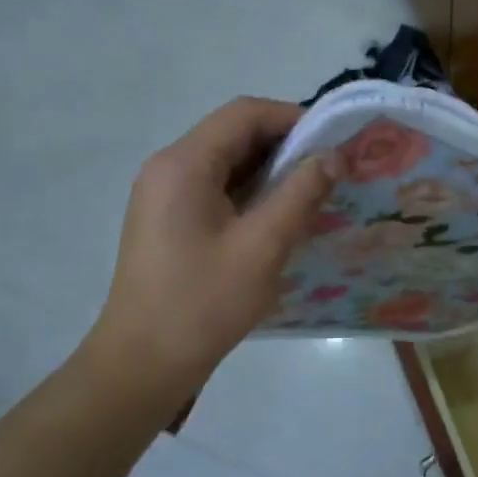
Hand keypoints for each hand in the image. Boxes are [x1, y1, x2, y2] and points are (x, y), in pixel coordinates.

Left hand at [88, 97, 336, 400]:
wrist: (144, 362)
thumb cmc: (204, 303)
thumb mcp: (262, 247)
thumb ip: (300, 194)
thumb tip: (332, 157)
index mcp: (184, 164)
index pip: (244, 114)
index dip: (293, 118)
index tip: (333, 143)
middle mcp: (168, 167)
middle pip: (233, 134)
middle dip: (285, 146)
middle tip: (330, 171)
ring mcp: (163, 194)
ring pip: (226, 163)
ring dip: (269, 171)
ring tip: (312, 194)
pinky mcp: (167, 219)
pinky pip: (215, 188)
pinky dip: (250, 193)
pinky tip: (279, 218)